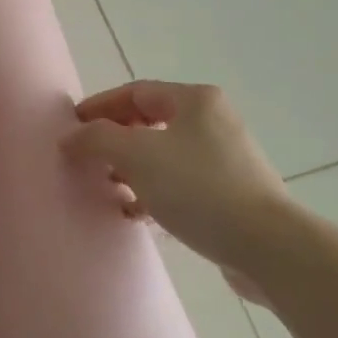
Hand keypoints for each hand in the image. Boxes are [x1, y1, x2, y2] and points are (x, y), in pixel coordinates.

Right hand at [62, 80, 293, 285]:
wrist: (265, 245)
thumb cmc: (198, 187)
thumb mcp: (137, 155)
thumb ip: (97, 139)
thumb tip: (71, 137)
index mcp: (196, 100)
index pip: (136, 92)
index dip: (100, 106)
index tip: (72, 127)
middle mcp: (213, 122)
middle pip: (150, 122)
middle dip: (115, 141)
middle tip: (88, 159)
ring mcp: (226, 159)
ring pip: (165, 156)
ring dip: (132, 170)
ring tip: (108, 189)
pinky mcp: (231, 195)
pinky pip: (181, 185)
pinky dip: (154, 193)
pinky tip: (136, 214)